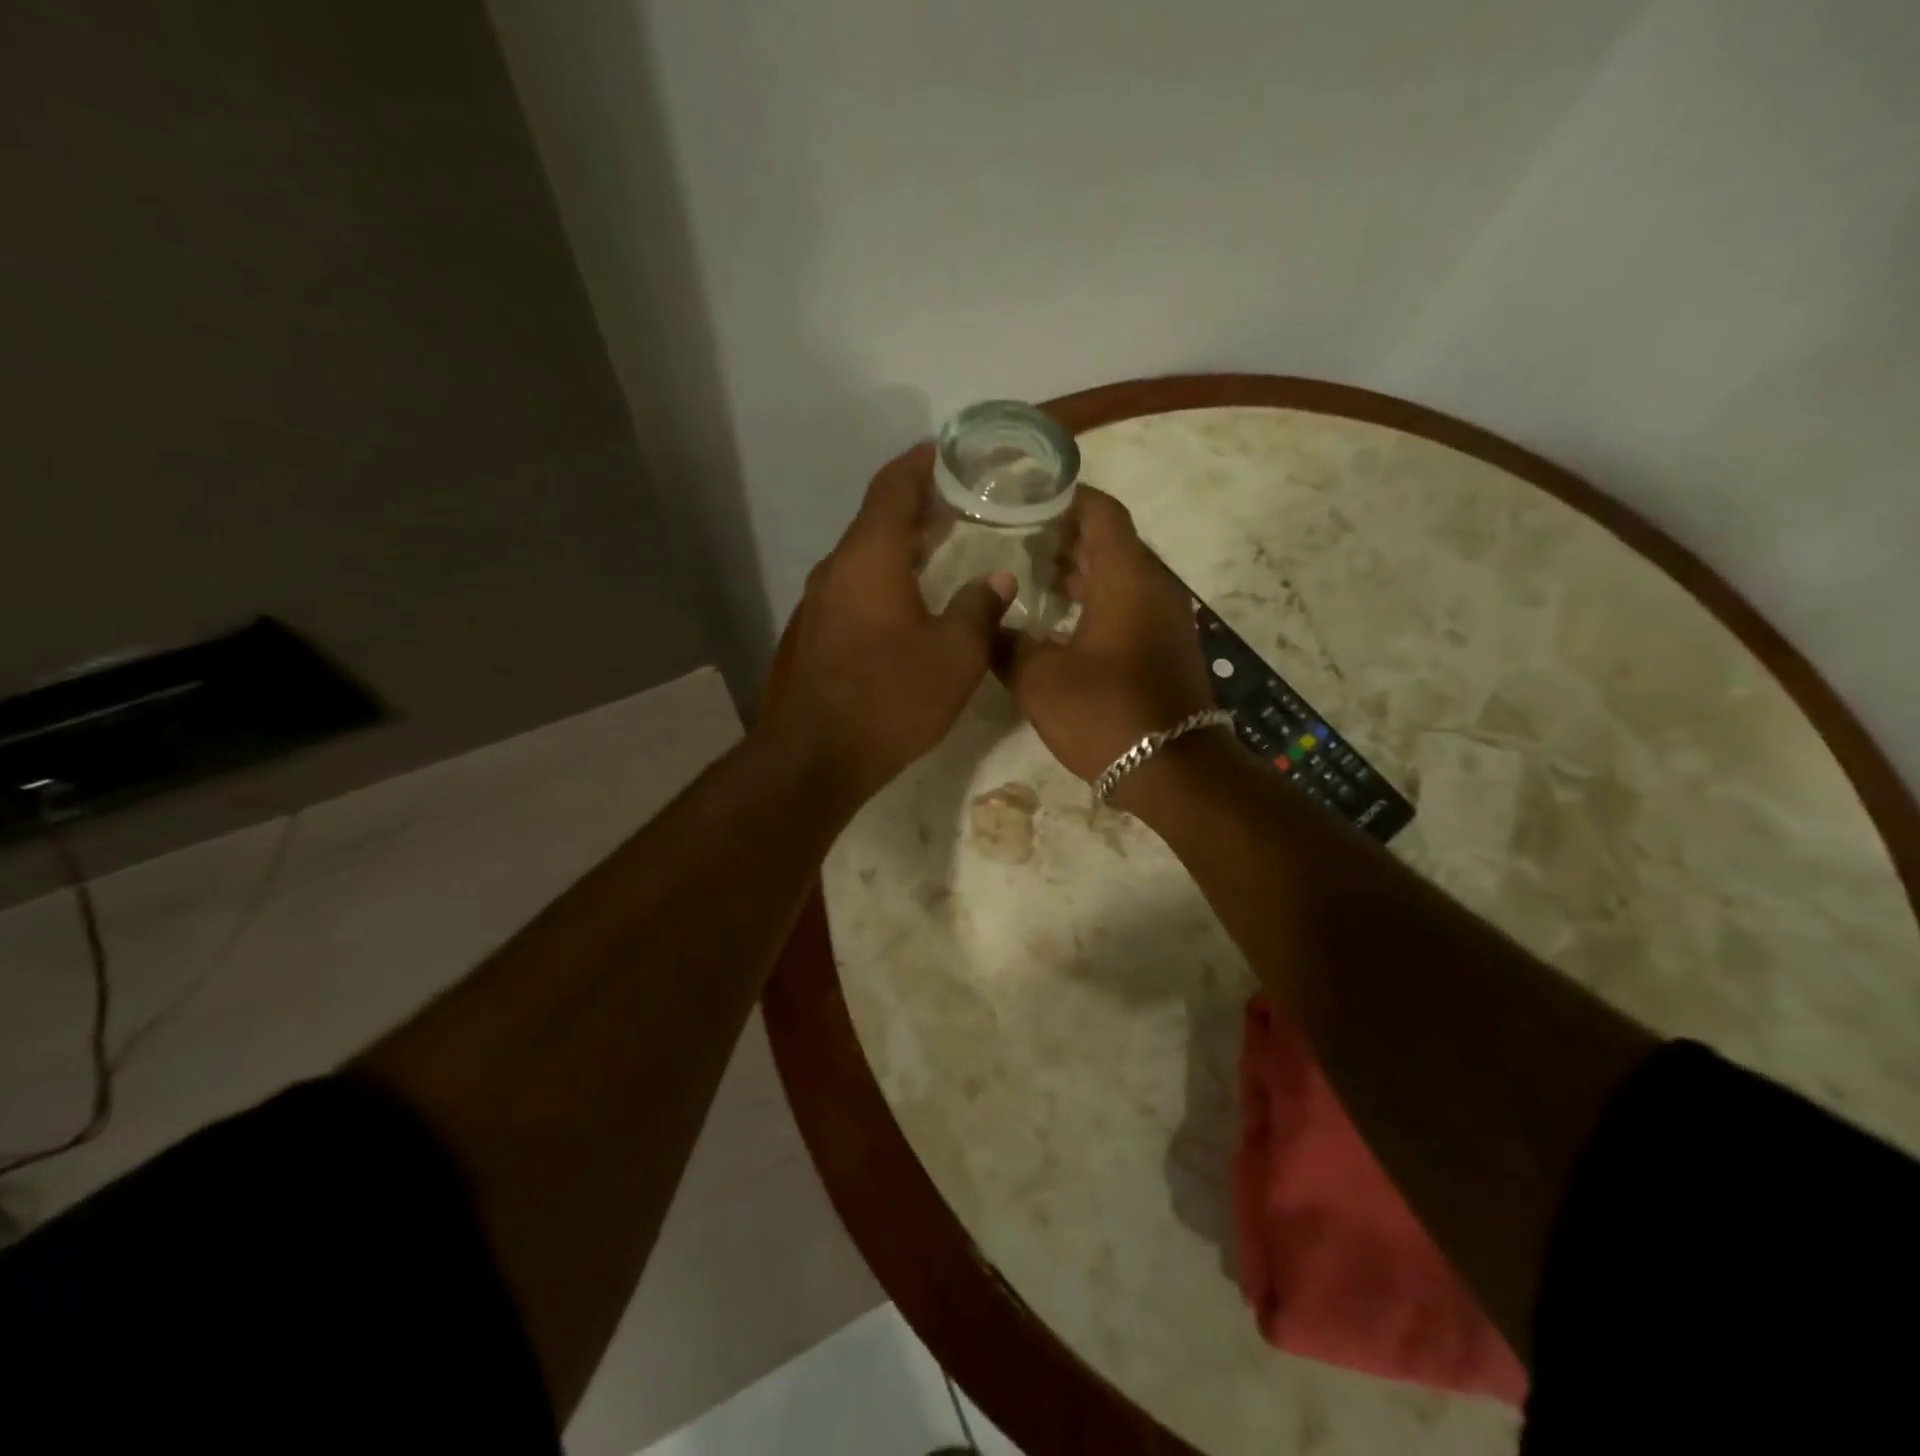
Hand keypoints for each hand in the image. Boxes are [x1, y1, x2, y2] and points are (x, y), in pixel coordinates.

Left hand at [771, 463, 1014, 798]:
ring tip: (949, 540)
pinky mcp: (822, 631)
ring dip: (905, 541)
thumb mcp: (955, 653)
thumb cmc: (892, 696)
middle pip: (879, 516)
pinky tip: (919, 593)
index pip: (893, 486)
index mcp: (870, 556)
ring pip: (868, 553)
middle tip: (965, 498)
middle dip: (920, 502)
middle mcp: (839, 567)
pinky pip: (860, 583)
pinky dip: (890, 573)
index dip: (921, 462)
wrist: (820, 755)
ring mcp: (824, 600)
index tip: (951, 451)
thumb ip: (981, 608)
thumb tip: (1000, 579)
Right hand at [1007, 486, 1217, 789]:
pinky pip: (1129, 606)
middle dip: (1065, 537)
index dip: (1066, 497)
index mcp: (1127, 577)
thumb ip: (1007, 644)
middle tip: (1016, 540)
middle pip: (1110, 542)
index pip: (1101, 512)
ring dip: (1080, 573)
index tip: (1028, 497)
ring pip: (1120, 576)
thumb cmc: (1105, 713)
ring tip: (1031, 579)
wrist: (1174, 770)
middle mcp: (1153, 586)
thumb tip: (989, 626)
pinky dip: (1096, 602)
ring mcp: (1165, 618)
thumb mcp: (1038, 679)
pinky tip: (1059, 624)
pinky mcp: (1166, 647)